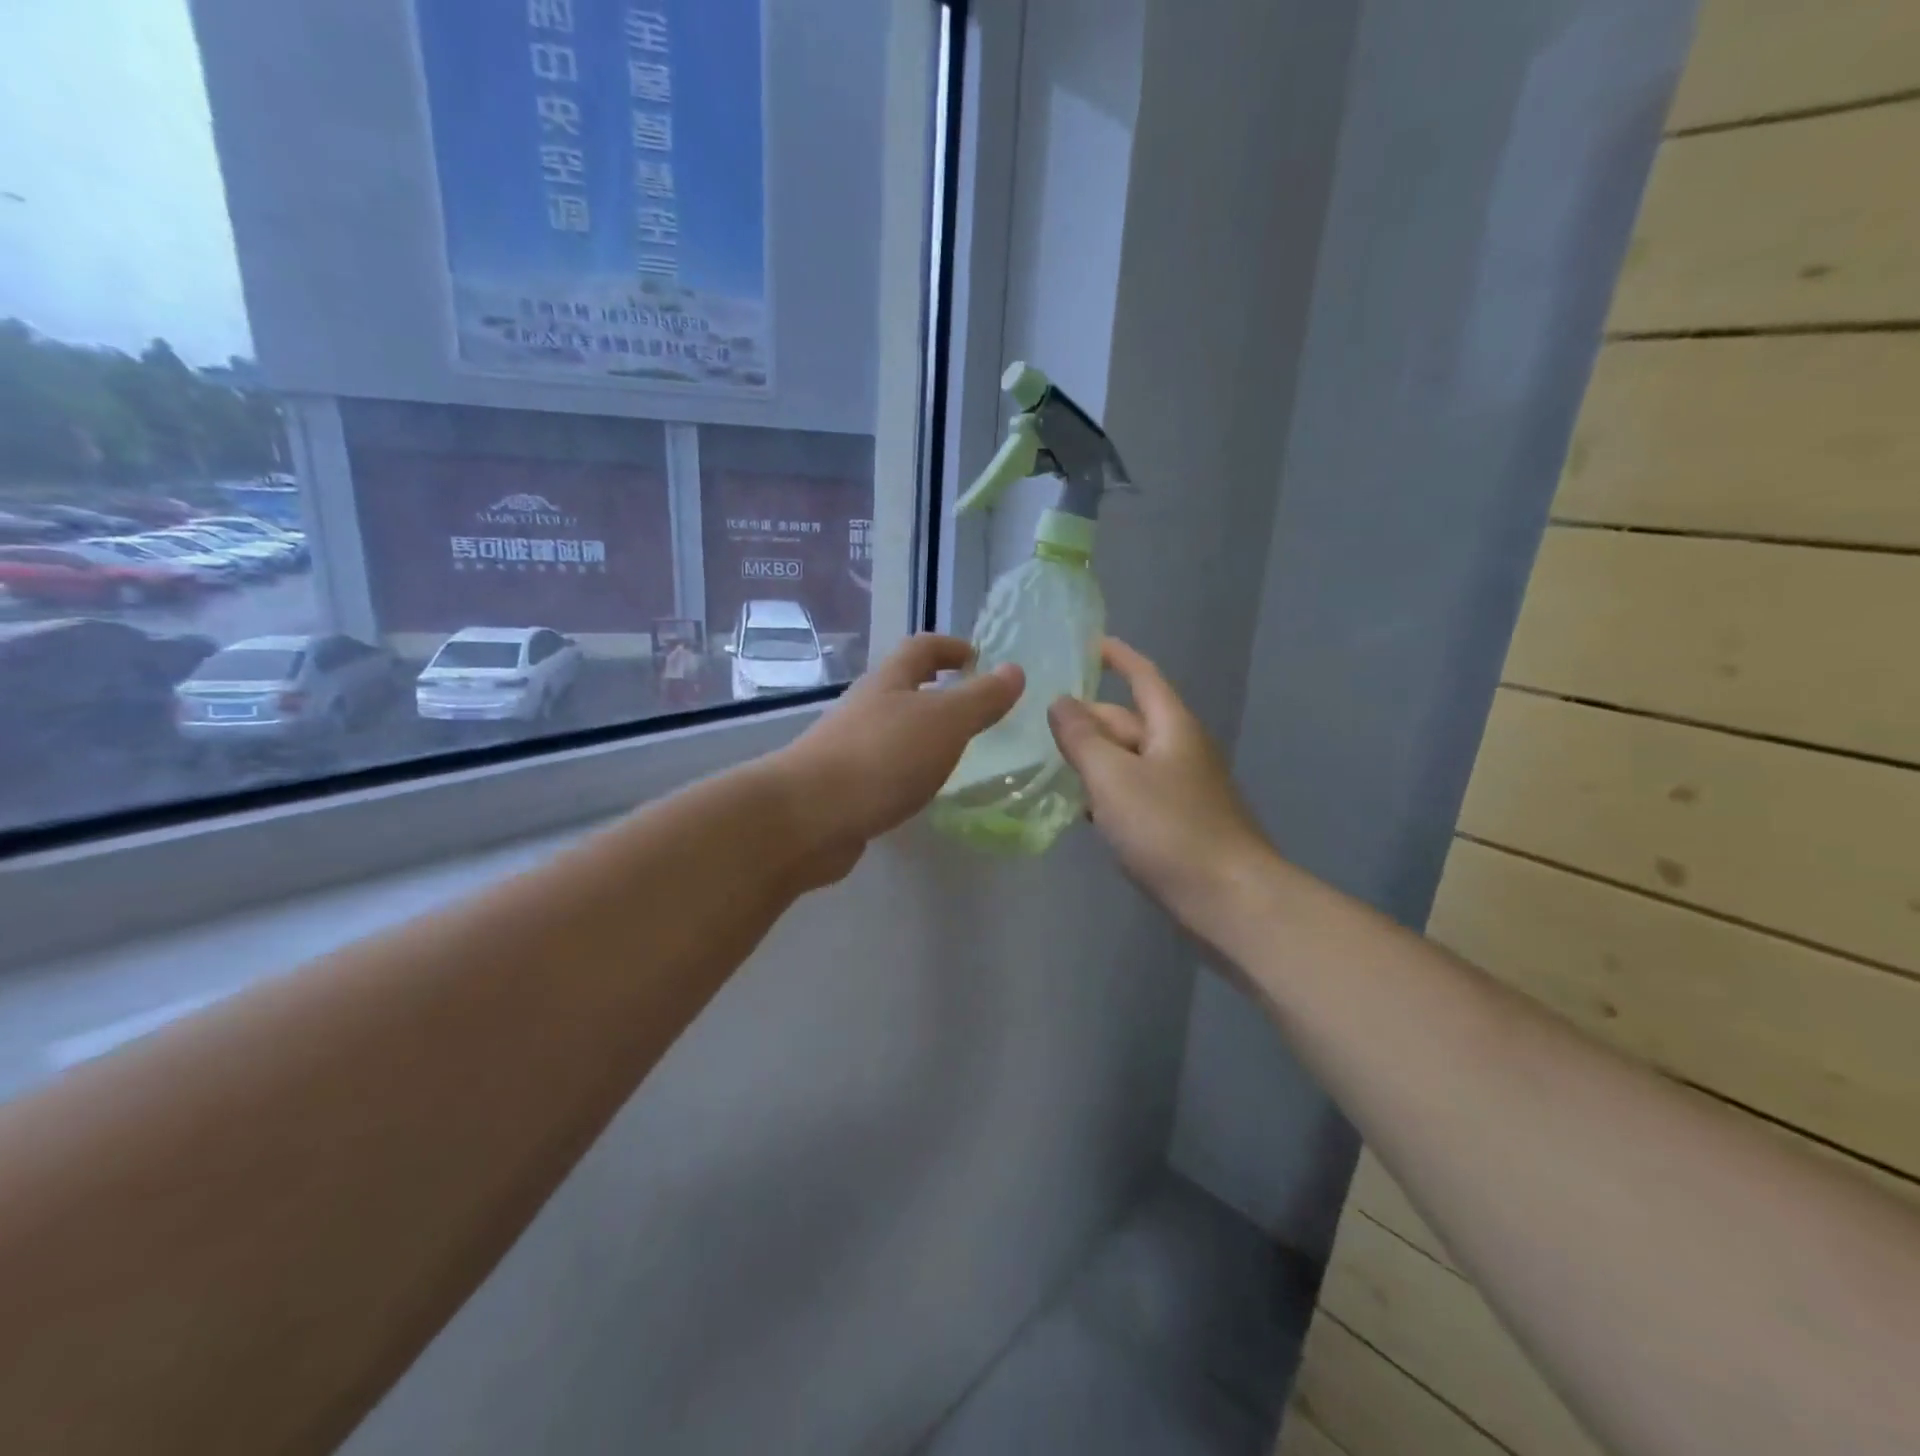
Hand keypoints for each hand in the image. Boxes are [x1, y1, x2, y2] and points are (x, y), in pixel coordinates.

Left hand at [775, 634, 1022, 882]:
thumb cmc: (882, 757)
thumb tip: (1014, 670)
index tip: (977, 658)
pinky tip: (919, 791)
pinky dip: (906, 770)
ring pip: (891, 730)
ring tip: (953, 753)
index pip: (921, 648)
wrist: (807, 817)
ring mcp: (848, 748)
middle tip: (972, 709)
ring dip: (921, 733)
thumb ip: (981, 698)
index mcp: (888, 683)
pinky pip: (882, 768)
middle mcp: (864, 709)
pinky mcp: (841, 788)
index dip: (950, 647)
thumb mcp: (944, 722)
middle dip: (936, 691)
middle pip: (901, 687)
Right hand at [1048, 638, 1272, 925]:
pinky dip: (1108, 792)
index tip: (1089, 642)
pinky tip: (1082, 808)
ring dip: (1095, 757)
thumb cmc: (1169, 830)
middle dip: (1090, 717)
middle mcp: (1181, 751)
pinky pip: (1136, 794)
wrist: (1230, 900)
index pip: (1143, 676)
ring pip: (1130, 760)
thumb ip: (1083, 738)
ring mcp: (1182, 790)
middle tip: (1042, 719)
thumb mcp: (1114, 777)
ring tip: (1050, 760)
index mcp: (1173, 727)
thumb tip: (1061, 702)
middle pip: (1131, 721)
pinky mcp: (1179, 825)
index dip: (1117, 656)